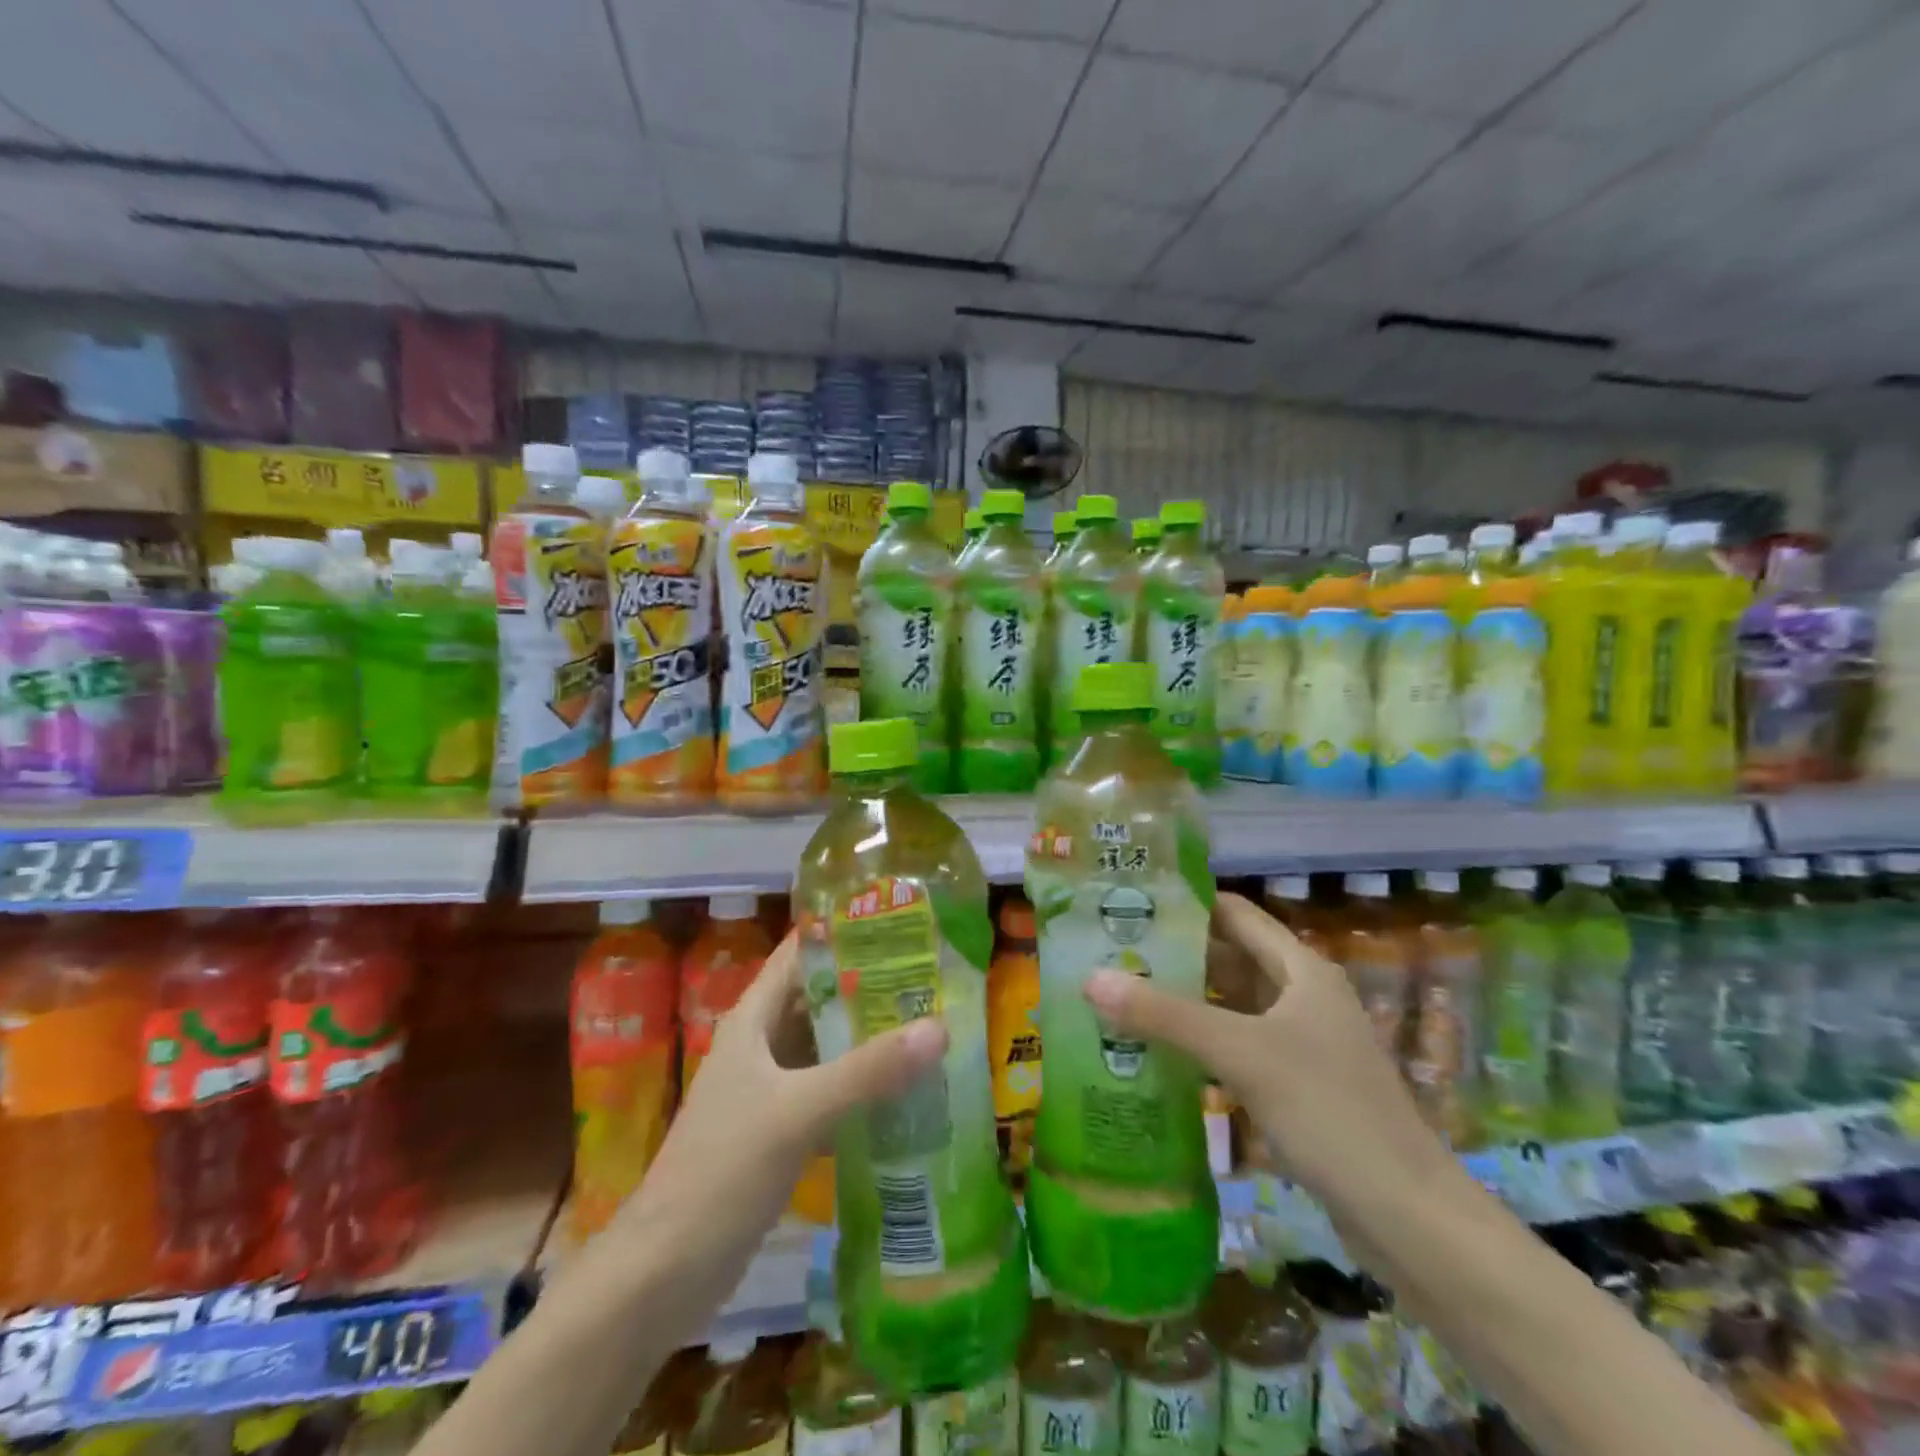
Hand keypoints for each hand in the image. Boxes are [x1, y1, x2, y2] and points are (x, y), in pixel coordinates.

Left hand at [623, 931, 948, 1242]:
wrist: (662, 1275)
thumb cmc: (721, 1173)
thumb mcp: (797, 1112)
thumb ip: (867, 1071)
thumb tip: (939, 1028)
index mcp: (752, 1020)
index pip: (799, 953)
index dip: (843, 931)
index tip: (900, 921)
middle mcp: (761, 1045)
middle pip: (819, 998)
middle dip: (870, 984)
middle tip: (932, 974)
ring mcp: (771, 1090)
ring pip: (828, 1047)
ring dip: (870, 1036)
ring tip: (932, 1021)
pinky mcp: (781, 1131)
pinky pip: (831, 1091)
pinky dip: (864, 1085)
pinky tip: (908, 1088)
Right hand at [1084, 891, 1445, 1201]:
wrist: (1407, 1215)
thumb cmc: (1328, 1111)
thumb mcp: (1241, 1053)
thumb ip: (1164, 1015)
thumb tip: (1090, 979)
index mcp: (1301, 969)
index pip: (1235, 914)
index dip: (1187, 904)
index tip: (1131, 903)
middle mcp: (1303, 995)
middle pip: (1231, 957)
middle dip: (1176, 954)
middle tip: (1114, 952)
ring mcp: (1302, 1042)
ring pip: (1233, 1005)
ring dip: (1186, 1000)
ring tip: (1123, 995)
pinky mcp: (1297, 1084)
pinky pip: (1239, 1045)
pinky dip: (1202, 1041)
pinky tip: (1160, 1051)